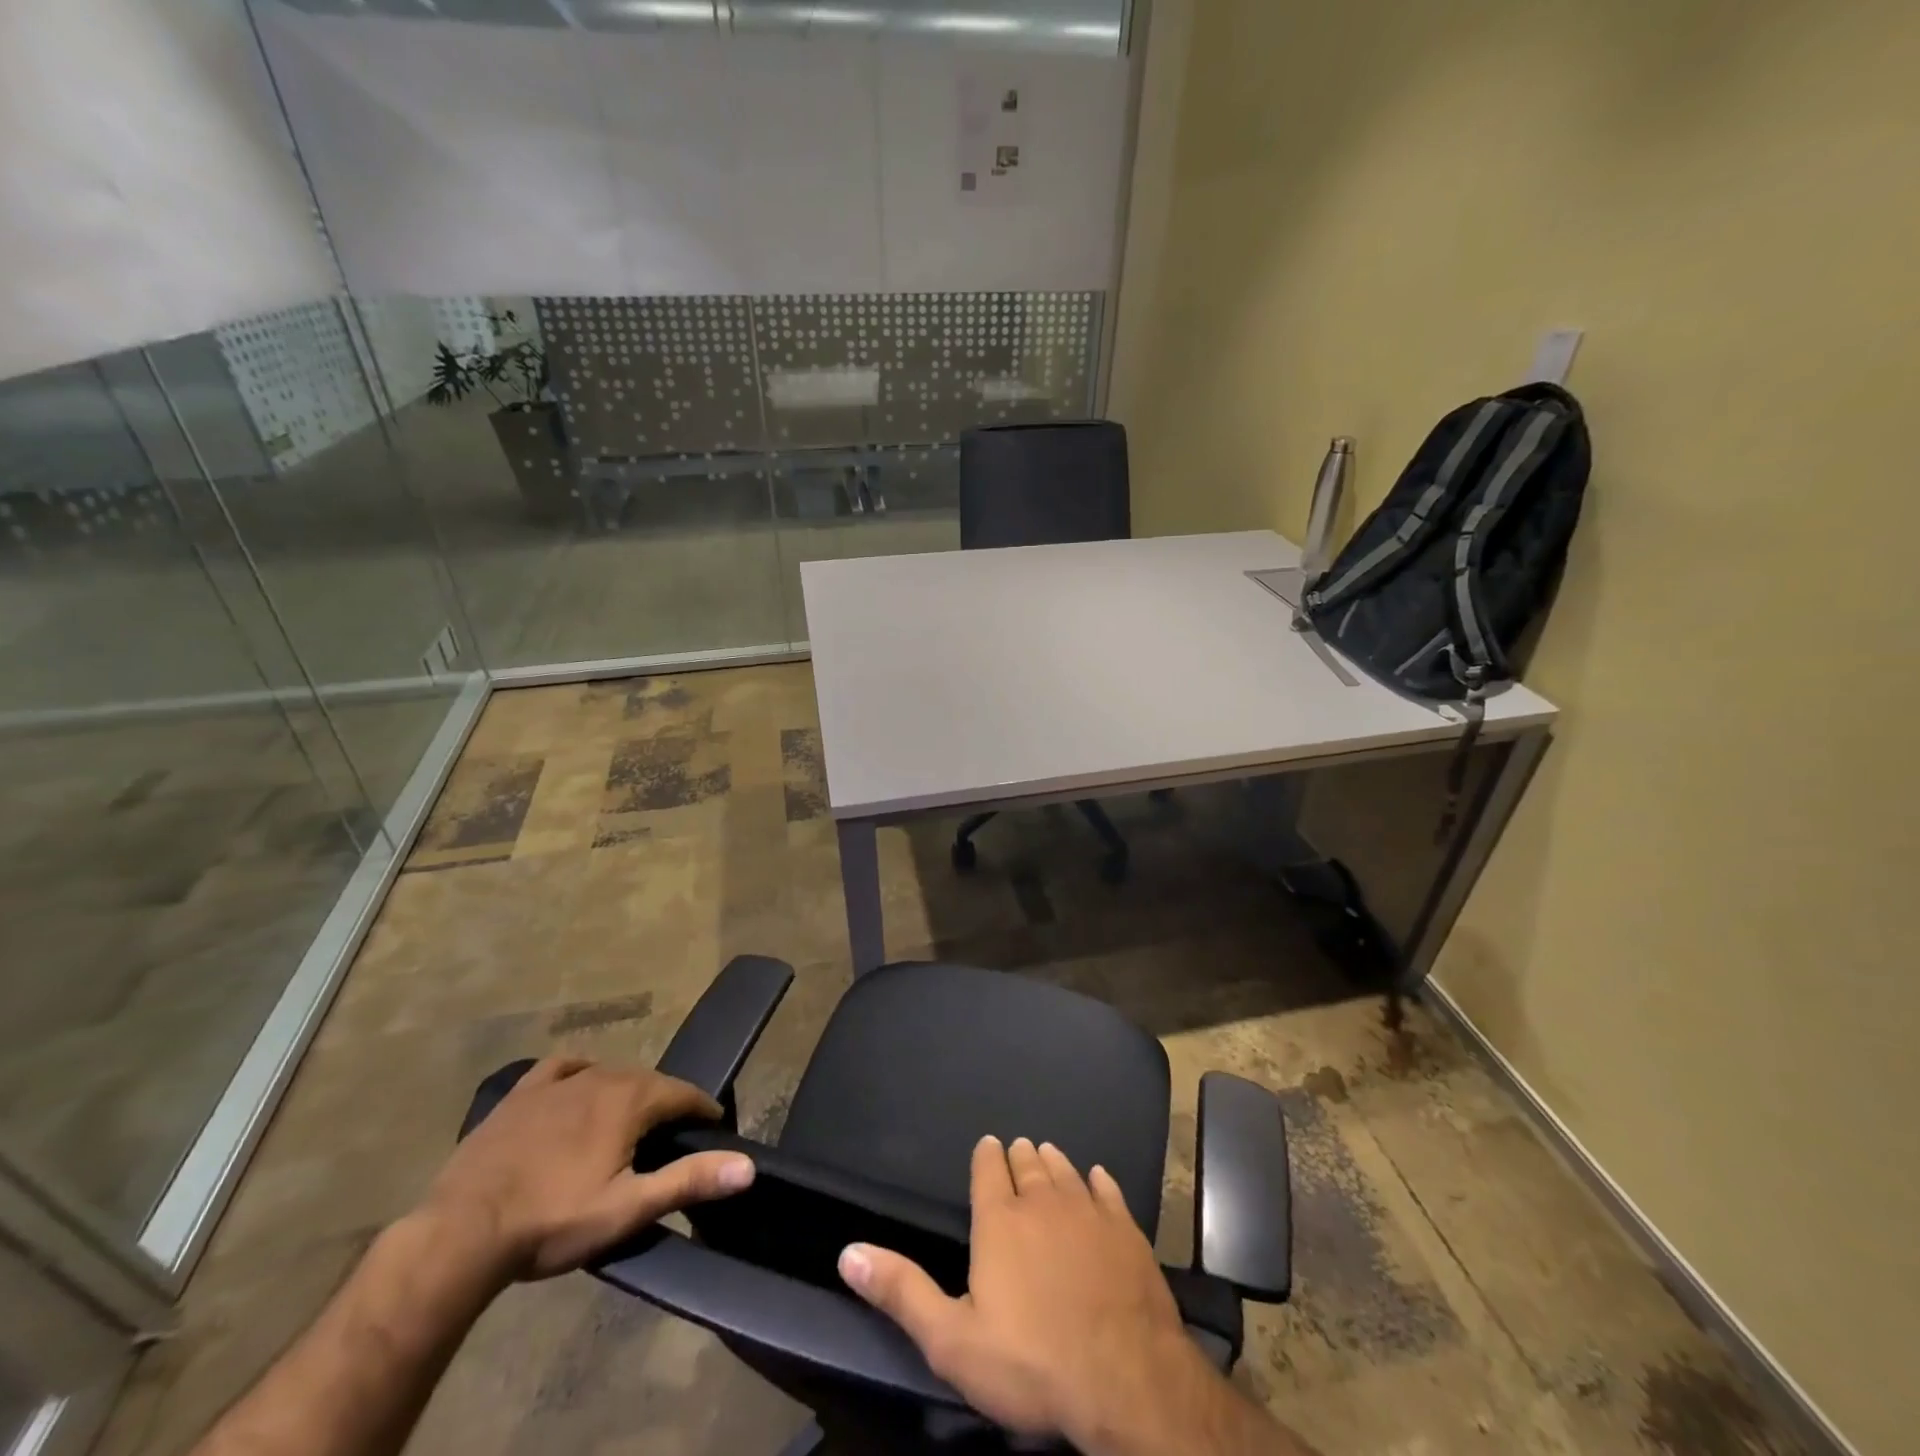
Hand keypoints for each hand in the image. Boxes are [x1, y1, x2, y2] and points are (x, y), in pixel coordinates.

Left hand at [423, 1057, 754, 1282]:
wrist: (460, 1233)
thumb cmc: (552, 1221)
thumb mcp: (628, 1208)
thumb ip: (689, 1180)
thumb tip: (747, 1167)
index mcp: (630, 1100)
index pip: (683, 1094)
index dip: (703, 1110)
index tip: (714, 1127)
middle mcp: (601, 1077)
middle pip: (648, 1082)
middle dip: (666, 1102)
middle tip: (672, 1134)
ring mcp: (557, 1083)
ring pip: (608, 1074)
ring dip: (628, 1092)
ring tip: (630, 1119)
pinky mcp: (519, 1095)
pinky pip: (560, 1068)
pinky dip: (579, 1072)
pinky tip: (578, 1084)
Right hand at [838, 1135, 1196, 1446]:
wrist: (1125, 1380)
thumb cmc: (1031, 1363)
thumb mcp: (952, 1339)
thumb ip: (901, 1291)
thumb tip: (848, 1253)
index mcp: (1000, 1220)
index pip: (988, 1169)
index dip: (986, 1155)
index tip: (988, 1145)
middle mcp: (1043, 1201)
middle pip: (1027, 1164)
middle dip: (1019, 1156)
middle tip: (1018, 1149)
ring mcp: (1088, 1211)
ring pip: (1065, 1171)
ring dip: (1053, 1162)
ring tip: (1046, 1154)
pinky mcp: (1126, 1229)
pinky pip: (1108, 1190)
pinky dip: (1098, 1181)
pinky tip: (1097, 1178)